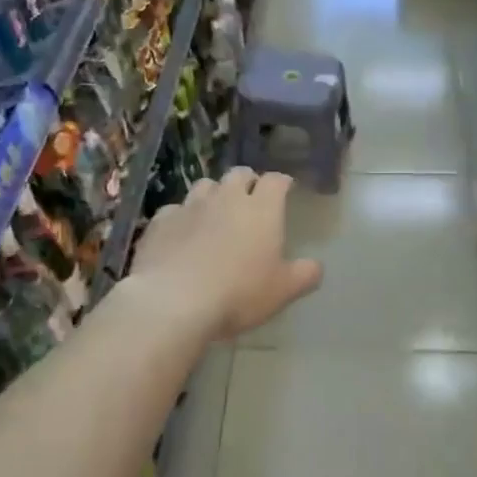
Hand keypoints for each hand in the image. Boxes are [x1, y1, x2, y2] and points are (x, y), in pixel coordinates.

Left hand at [130, 167, 323, 339]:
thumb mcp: (283, 291)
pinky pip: (175, 209)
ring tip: (216, 212)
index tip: (286, 189)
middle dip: (248, 182)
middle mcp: (226, 198)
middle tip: (251, 198)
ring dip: (214, 194)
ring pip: (205, 186)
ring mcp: (190, 207)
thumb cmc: (238, 293)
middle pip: (239, 174)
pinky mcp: (160, 222)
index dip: (282, 183)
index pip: (276, 181)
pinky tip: (182, 233)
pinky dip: (183, 216)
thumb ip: (305, 275)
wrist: (174, 301)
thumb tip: (316, 266)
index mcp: (261, 209)